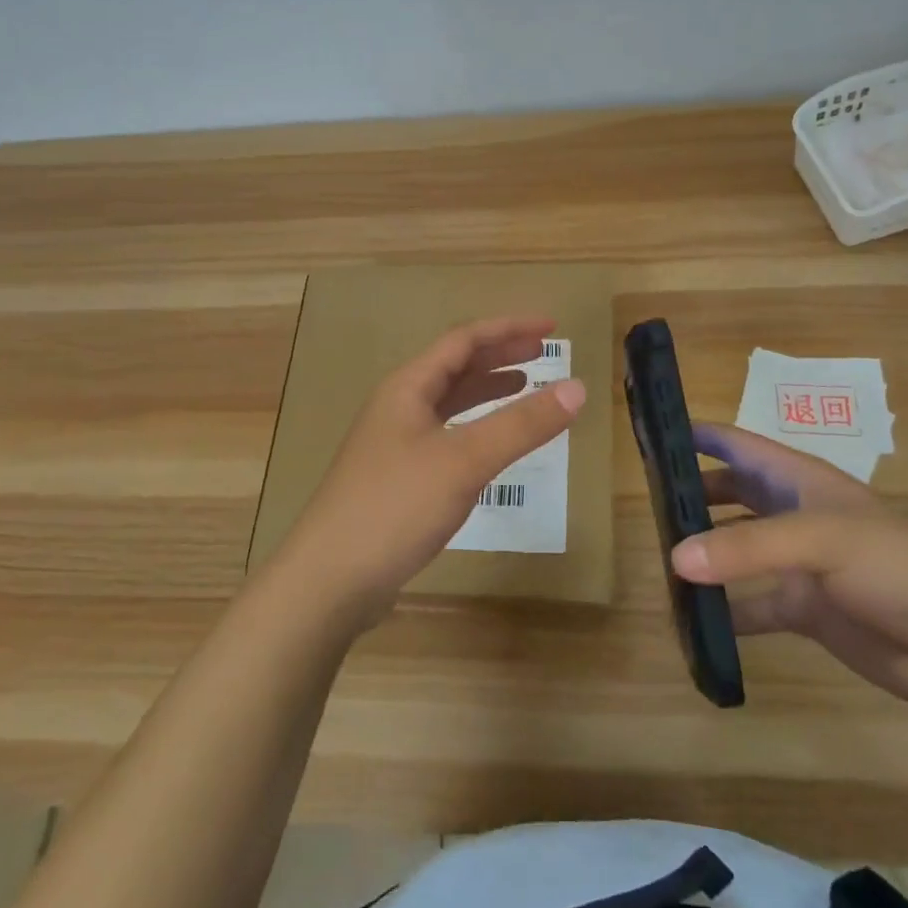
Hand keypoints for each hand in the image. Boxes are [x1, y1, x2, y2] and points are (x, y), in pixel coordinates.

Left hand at [274, 316, 585, 627]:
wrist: (329, 580)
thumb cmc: (395, 506)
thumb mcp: (464, 460)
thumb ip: (521, 424)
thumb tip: (578, 388)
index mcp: (408, 387)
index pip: (464, 340)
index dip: (508, 328)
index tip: (551, 327)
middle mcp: (399, 407)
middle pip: (455, 366)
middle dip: (500, 354)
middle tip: (544, 351)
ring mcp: (395, 443)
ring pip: (449, 402)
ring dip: (487, 389)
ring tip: (526, 385)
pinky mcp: (399, 478)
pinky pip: (446, 435)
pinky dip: (476, 428)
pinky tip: (492, 443)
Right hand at [672, 422, 907, 704]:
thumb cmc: (894, 565)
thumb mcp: (820, 541)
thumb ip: (746, 548)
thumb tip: (675, 558)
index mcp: (798, 479)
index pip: (738, 444)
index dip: (697, 435)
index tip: (650, 436)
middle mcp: (792, 514)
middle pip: (730, 493)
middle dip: (691, 495)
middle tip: (644, 505)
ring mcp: (797, 563)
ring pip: (736, 548)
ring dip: (703, 553)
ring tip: (659, 560)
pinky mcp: (804, 608)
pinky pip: (751, 605)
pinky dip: (724, 612)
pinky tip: (692, 621)